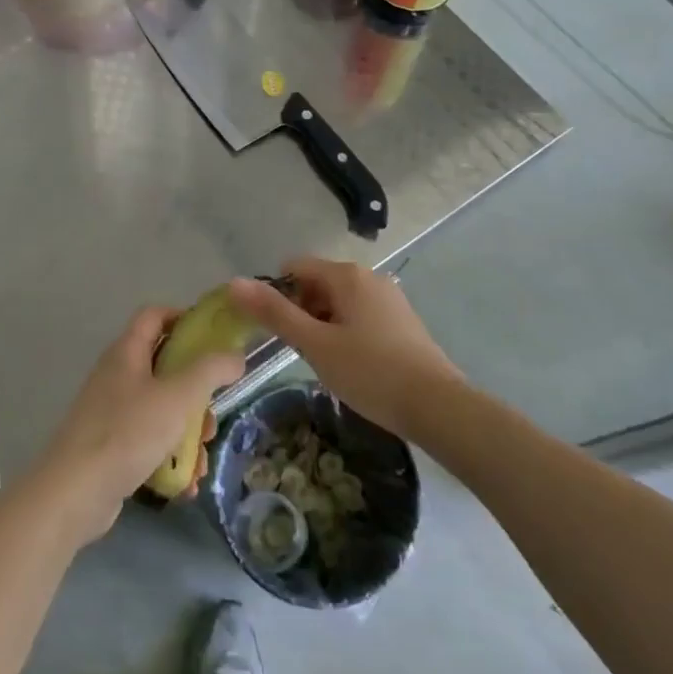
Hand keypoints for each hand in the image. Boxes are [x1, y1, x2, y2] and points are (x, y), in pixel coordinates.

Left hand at [29, 307, 240, 546]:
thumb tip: (235, 356)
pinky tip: (185, 483)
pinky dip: (169, 457)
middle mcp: (117, 376)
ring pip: (162, 409)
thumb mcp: (178, 396)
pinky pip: (150, 441)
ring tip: (200, 459)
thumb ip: (210, 370)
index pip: (155, 315)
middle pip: (165, 367)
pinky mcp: (111, 446)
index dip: (185, 318)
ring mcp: (112, 412)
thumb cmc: (128, 433)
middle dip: (196, 392)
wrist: (74, 494)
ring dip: (187, 432)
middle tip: (211, 415)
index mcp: (127, 352)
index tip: (216, 338)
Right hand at [229, 258, 462, 439]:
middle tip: (301, 351)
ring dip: (322, 325)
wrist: (438, 406)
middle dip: (300, 311)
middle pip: (316, 283)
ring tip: (325, 362)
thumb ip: (274, 313)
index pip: (294, 266)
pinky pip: (359, 315)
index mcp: (346, 275)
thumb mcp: (315, 345)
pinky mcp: (401, 321)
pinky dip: (345, 332)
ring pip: (338, 301)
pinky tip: (351, 365)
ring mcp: (389, 298)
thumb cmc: (370, 372)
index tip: (275, 330)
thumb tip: (234, 283)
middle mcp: (369, 277)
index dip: (277, 294)